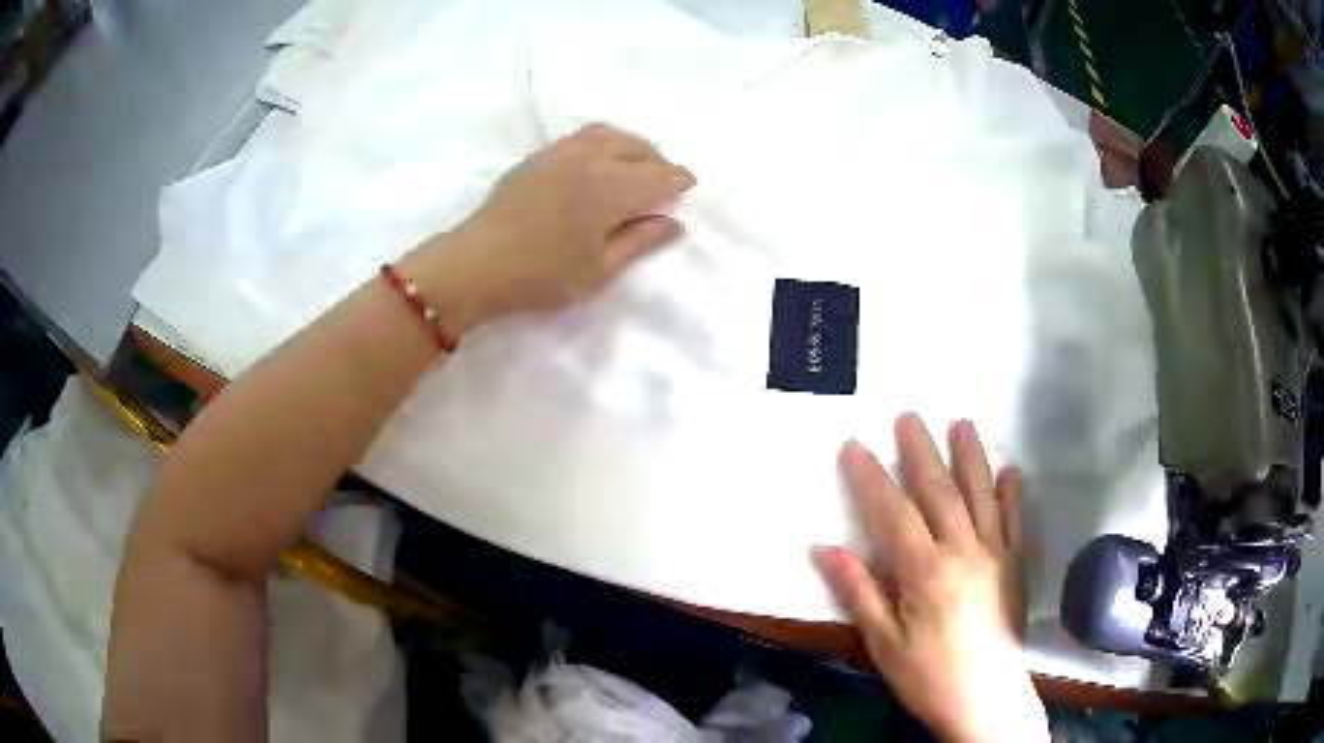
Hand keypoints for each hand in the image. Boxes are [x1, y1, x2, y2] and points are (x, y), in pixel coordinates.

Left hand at [402, 123, 695, 336]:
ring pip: (608, 135)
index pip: (657, 175)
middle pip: (637, 148)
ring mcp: (560, 153)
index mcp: (610, 187)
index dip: (677, 180)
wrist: (476, 264)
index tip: (689, 185)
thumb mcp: (599, 270)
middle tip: (666, 179)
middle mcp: (589, 159)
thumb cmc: (541, 275)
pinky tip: (599, 160)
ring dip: (632, 145)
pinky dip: (604, 141)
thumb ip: (640, 242)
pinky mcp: (537, 157)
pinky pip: (582, 136)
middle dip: (658, 160)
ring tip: (637, 163)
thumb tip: (674, 222)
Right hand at [812, 414, 1046, 742]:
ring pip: (982, 495)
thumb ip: (859, 592)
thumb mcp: (883, 644)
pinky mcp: (1017, 565)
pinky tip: (1009, 471)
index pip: (893, 513)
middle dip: (921, 452)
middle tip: (909, 416)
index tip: (855, 446)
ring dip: (970, 457)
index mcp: (925, 571)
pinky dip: (1012, 493)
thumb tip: (824, 549)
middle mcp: (964, 551)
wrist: (986, 699)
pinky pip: (1016, 520)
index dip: (872, 478)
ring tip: (961, 423)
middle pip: (940, 492)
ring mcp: (996, 554)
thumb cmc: (928, 675)